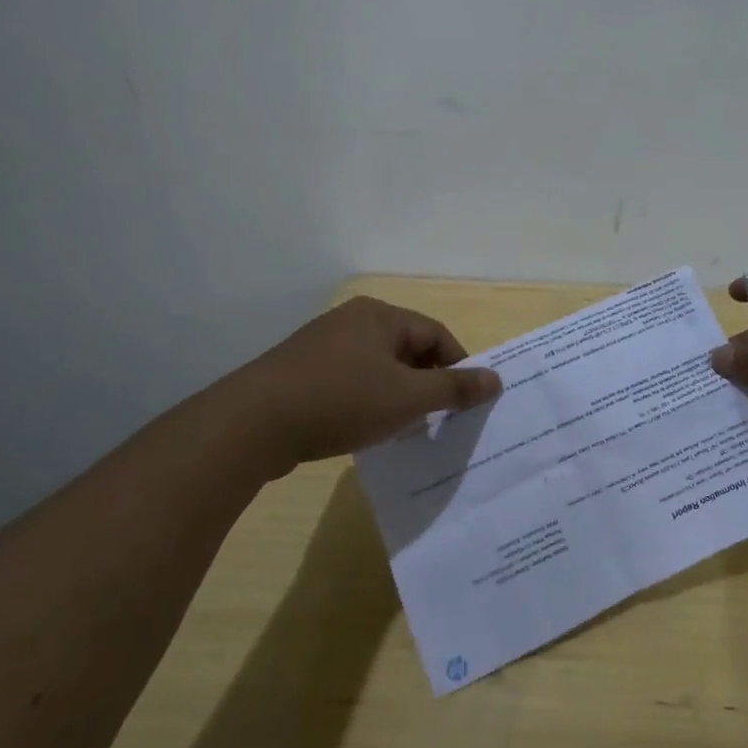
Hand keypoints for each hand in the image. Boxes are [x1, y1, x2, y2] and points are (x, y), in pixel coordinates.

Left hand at [225, 297, 501, 472]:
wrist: (251, 425)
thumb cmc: (341, 400)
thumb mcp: (408, 396)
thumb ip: (454, 388)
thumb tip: (496, 379)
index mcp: (379, 316)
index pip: (436, 335)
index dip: (457, 367)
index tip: (466, 402)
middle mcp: (351, 322)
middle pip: (407, 350)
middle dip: (427, 384)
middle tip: (438, 419)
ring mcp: (322, 348)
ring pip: (378, 369)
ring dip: (398, 397)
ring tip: (405, 429)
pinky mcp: (300, 375)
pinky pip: (350, 384)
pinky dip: (367, 404)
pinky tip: (366, 431)